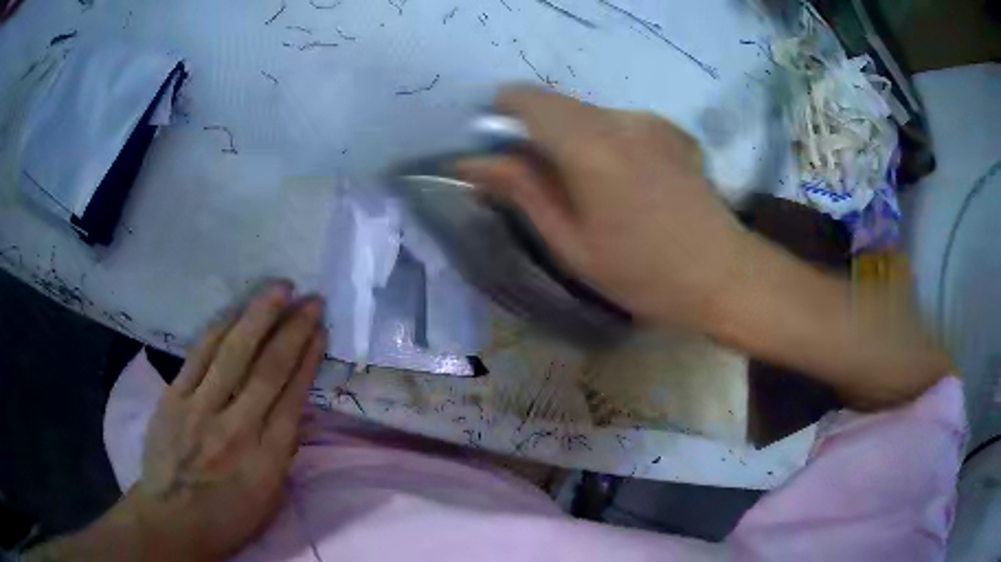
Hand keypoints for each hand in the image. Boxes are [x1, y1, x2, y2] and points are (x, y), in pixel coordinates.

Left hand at [26, 282, 326, 560]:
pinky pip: (198, 356)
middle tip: (311, 299)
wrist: (172, 518)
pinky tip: (235, 311)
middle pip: (268, 370)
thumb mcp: (269, 498)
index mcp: (266, 460)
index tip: (320, 331)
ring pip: (234, 353)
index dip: (308, 360)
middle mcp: (236, 429)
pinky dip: (219, 329)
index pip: (292, 399)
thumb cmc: (227, 517)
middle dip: (293, 330)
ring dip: (259, 316)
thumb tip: (289, 409)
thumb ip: (280, 452)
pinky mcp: (173, 398)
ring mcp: (201, 409)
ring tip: (279, 289)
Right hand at [458, 86, 747, 330]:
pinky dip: (604, 143)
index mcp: (589, 144)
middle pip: (555, 105)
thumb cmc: (644, 273)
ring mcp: (650, 120)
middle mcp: (619, 118)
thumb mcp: (572, 243)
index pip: (524, 98)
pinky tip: (626, 185)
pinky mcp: (670, 130)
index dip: (501, 116)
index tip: (501, 153)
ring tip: (592, 192)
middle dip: (536, 135)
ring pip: (586, 115)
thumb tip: (472, 161)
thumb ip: (522, 191)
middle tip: (543, 185)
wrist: (724, 274)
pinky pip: (618, 124)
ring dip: (571, 141)